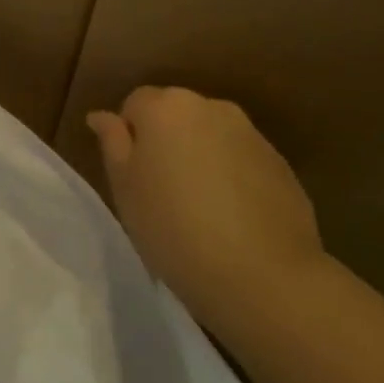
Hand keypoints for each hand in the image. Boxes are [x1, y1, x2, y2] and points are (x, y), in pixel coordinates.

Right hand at [86, 87, 325, 326]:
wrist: (265, 278)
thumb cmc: (175, 229)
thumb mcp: (125, 188)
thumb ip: (112, 142)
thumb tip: (102, 116)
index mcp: (166, 107)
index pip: (135, 104)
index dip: (129, 138)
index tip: (133, 177)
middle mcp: (210, 107)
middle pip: (176, 114)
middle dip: (166, 142)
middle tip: (162, 191)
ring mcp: (251, 134)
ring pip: (210, 136)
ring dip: (200, 157)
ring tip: (200, 207)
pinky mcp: (282, 165)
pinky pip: (242, 160)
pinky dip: (233, 177)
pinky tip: (233, 218)